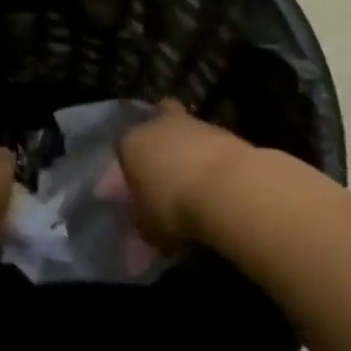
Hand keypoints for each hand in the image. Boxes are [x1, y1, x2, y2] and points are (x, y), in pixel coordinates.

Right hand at [114, 101, 256, 250]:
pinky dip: (211, 155)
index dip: (131, 169)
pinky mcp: (223, 129)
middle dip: (159, 142)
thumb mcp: (147, 227)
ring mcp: (192, 123)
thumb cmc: (174, 208)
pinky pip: (210, 141)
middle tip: (166, 169)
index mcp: (130, 145)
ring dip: (188, 147)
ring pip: (184, 128)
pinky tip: (217, 178)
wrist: (227, 189)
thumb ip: (142, 217)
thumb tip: (144, 216)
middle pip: (154, 124)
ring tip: (196, 178)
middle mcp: (157, 125)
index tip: (141, 189)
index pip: (123, 151)